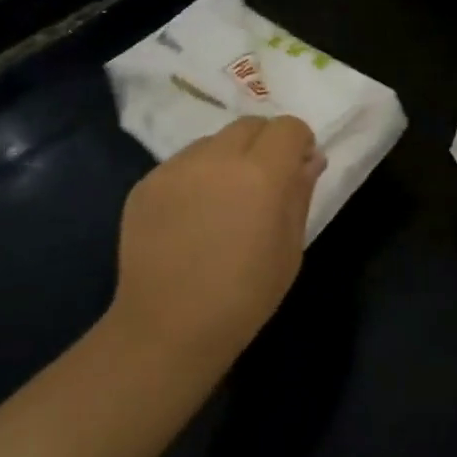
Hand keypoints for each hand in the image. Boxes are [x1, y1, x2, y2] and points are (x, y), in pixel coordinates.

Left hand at [103, 115, 323, 375]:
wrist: (166, 331)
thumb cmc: (243, 296)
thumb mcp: (290, 249)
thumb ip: (300, 193)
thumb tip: (310, 160)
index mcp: (261, 174)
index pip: (288, 127)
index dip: (299, 144)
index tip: (298, 170)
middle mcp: (217, 159)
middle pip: (250, 125)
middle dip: (265, 144)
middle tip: (263, 184)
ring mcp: (176, 168)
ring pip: (214, 142)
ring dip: (228, 159)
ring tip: (223, 202)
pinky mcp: (146, 184)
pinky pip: (183, 164)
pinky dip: (196, 177)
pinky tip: (192, 217)